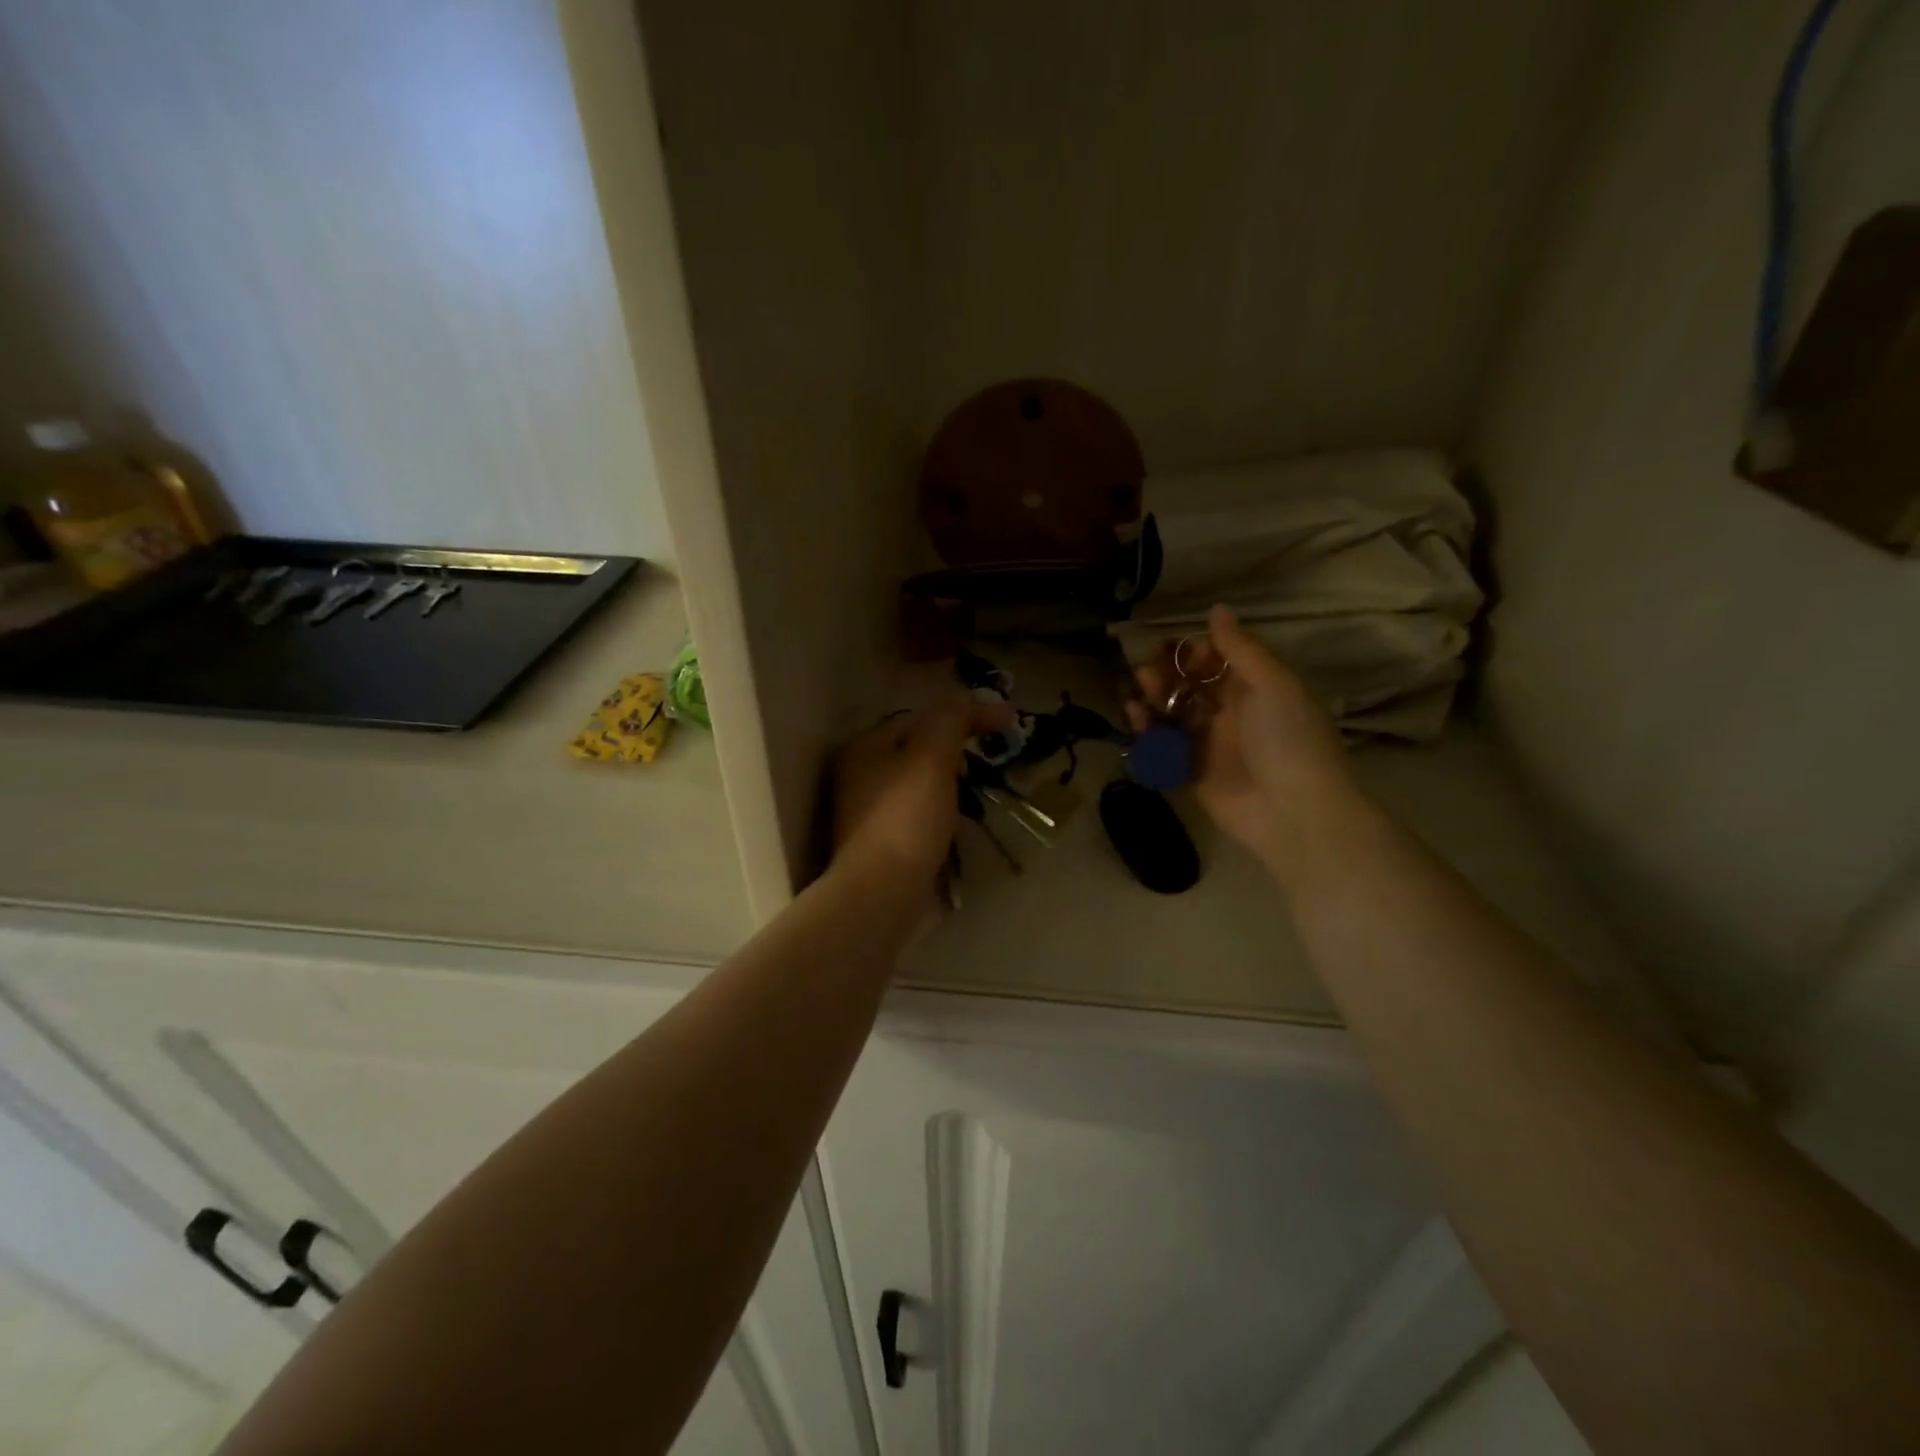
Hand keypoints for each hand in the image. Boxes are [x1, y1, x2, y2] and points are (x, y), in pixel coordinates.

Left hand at [832, 694, 1011, 886]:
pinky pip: (916, 816)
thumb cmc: (907, 817)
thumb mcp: (932, 757)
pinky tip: (957, 826)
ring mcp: (866, 813)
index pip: (919, 717)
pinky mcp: (880, 844)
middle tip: (986, 761)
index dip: (963, 715)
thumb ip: (952, 719)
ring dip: (949, 785)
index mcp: (865, 747)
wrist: (882, 893)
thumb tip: (974, 696)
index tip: (1003, 725)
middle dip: (954, 752)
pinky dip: (939, 814)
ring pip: (917, 784)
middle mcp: (858, 776)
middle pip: (916, 750)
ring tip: (977, 793)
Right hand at [1127, 604, 1355, 867]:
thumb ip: (1241, 648)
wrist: (1294, 813)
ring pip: (1174, 713)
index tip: (1179, 648)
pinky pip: (1164, 746)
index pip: (1220, 661)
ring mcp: (1211, 744)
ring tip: (1140, 686)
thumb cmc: (1288, 740)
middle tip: (1149, 668)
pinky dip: (1147, 730)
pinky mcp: (1192, 773)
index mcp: (1258, 690)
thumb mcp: (1272, 685)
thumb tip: (1217, 608)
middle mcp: (1232, 714)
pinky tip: (1134, 715)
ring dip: (1154, 696)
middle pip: (1192, 685)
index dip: (1197, 651)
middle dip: (1169, 672)